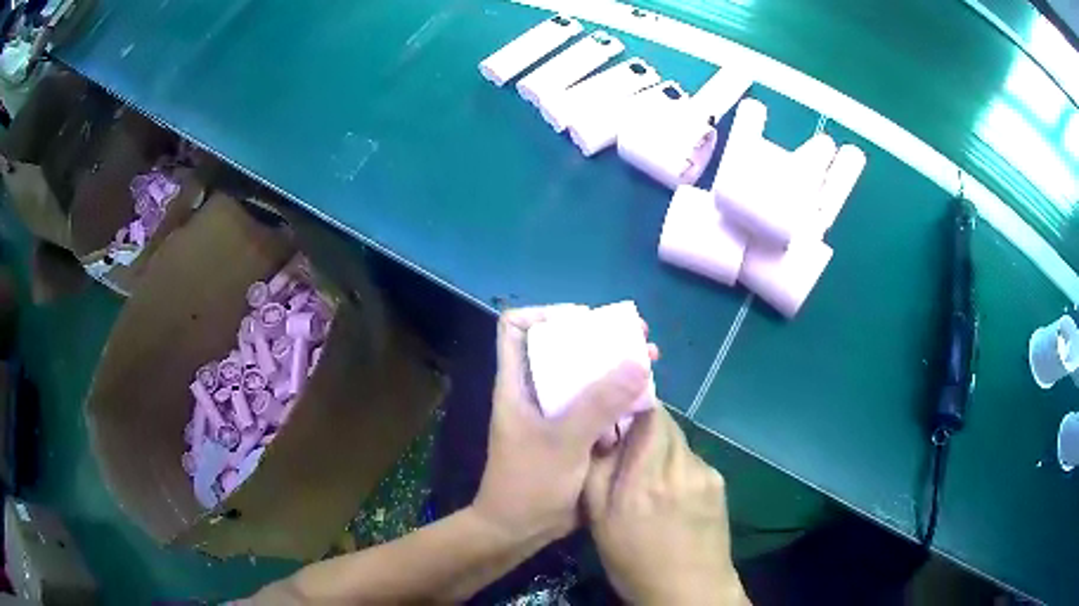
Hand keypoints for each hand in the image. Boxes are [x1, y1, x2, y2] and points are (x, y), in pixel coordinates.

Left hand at [473, 305, 654, 542]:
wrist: (521, 529)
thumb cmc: (530, 483)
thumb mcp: (564, 442)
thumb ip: (599, 404)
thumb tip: (638, 361)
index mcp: (517, 384)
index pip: (515, 327)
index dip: (545, 315)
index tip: (584, 321)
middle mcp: (535, 391)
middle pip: (562, 347)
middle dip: (599, 338)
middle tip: (637, 335)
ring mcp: (555, 413)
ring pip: (585, 376)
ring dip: (616, 366)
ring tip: (652, 359)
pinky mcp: (573, 433)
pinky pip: (598, 404)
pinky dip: (620, 397)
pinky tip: (647, 397)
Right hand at [585, 406, 747, 604]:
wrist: (689, 591)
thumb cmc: (634, 562)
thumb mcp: (600, 522)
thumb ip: (597, 472)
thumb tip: (599, 432)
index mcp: (644, 479)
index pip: (649, 414)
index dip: (632, 406)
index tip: (615, 413)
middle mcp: (679, 468)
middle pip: (666, 422)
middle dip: (644, 425)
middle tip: (626, 448)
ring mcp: (705, 473)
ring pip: (679, 440)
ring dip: (661, 447)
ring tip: (648, 477)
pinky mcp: (719, 482)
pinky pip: (692, 459)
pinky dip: (677, 465)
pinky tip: (671, 494)